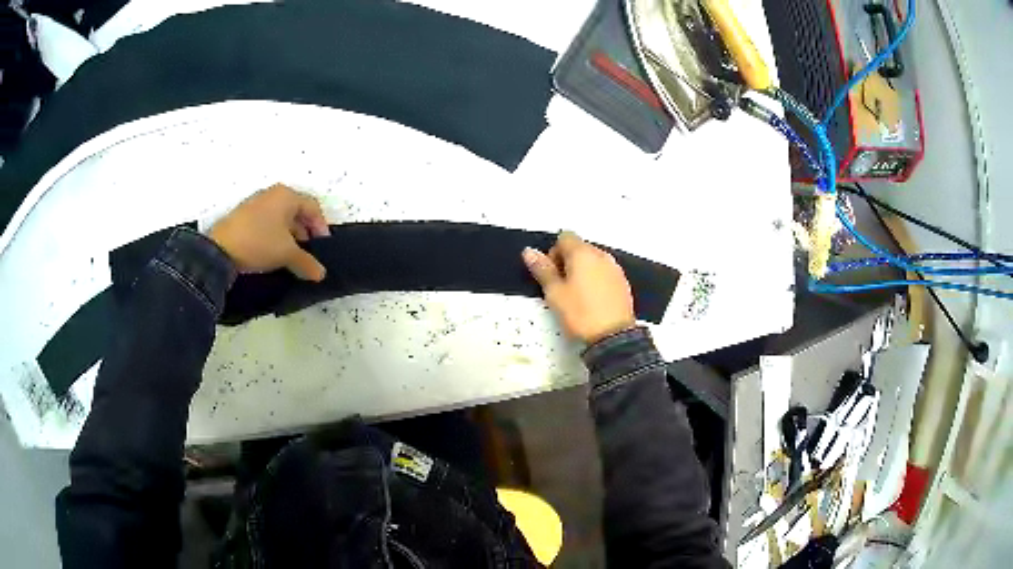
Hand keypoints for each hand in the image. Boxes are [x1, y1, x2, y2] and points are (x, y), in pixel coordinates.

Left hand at [209, 184, 330, 280]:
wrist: (219, 250)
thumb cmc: (259, 243)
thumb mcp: (287, 254)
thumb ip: (307, 262)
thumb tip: (321, 274)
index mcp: (286, 195)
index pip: (313, 207)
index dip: (321, 227)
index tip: (322, 247)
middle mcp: (272, 194)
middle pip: (297, 211)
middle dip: (305, 233)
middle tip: (307, 253)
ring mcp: (256, 203)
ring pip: (281, 218)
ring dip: (289, 236)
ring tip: (290, 257)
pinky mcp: (244, 216)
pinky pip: (267, 223)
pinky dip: (274, 236)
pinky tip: (272, 254)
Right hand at [523, 231, 635, 342]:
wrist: (613, 336)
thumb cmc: (580, 313)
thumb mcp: (555, 293)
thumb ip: (542, 269)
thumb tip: (529, 251)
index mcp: (582, 253)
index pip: (564, 237)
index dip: (554, 252)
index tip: (552, 273)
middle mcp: (601, 255)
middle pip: (580, 247)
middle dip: (567, 262)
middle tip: (561, 287)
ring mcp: (615, 268)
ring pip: (593, 260)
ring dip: (582, 271)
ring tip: (576, 295)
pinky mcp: (623, 282)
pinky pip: (604, 272)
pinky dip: (596, 280)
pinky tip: (592, 300)